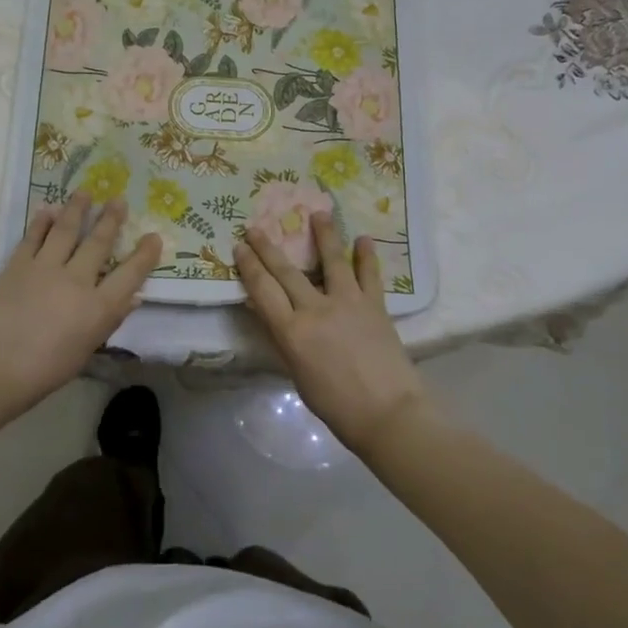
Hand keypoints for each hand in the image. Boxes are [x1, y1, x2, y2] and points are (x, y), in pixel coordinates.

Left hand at [0, 195, 160, 441]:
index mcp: (98, 309)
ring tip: (85, 192)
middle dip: (111, 220)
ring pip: (66, 230)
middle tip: (119, 199)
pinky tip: (47, 209)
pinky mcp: (17, 265)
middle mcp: (76, 281)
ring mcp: (45, 269)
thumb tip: (133, 297)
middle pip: (98, 244)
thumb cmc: (40, 374)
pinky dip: (41, 221)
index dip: (145, 255)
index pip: (130, 275)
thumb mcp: (83, 352)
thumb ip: (108, 321)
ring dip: (77, 209)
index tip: (154, 237)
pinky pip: (33, 237)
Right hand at [235, 213, 434, 459]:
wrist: (388, 414)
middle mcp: (316, 309)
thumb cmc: (336, 406)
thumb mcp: (298, 375)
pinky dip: (367, 256)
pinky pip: (370, 275)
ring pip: (332, 261)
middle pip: (287, 271)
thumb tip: (276, 318)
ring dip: (324, 235)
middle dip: (268, 248)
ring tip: (319, 213)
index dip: (249, 266)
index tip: (239, 247)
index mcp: (292, 332)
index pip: (263, 290)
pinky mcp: (375, 305)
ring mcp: (348, 303)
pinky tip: (364, 239)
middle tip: (255, 227)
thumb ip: (287, 342)